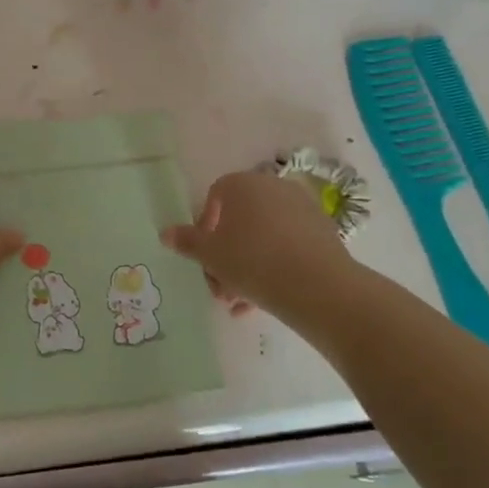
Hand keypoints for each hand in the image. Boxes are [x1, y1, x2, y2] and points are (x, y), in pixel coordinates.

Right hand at [161, 170, 356, 324]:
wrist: (318, 286)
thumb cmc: (252, 261)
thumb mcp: (210, 255)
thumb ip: (186, 242)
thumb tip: (165, 232)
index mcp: (242, 184)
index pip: (215, 197)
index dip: (205, 227)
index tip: (204, 256)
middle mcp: (273, 187)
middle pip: (240, 220)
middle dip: (226, 254)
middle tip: (220, 286)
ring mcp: (302, 207)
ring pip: (263, 236)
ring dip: (248, 265)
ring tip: (241, 302)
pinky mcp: (323, 231)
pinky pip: (288, 245)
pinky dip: (274, 266)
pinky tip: (266, 299)